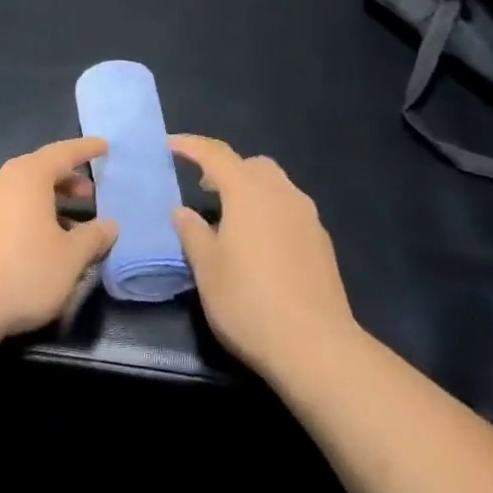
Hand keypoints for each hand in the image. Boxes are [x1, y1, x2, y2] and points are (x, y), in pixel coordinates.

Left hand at [0, 137, 119, 341]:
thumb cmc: (24, 271)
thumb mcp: (71, 257)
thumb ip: (94, 237)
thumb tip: (110, 225)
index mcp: (28, 176)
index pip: (62, 153)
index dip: (85, 150)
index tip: (104, 146)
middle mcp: (3, 180)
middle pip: (41, 169)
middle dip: (68, 178)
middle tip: (91, 194)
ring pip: (24, 190)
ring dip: (50, 199)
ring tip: (71, 223)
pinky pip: (10, 207)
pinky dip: (31, 213)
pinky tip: (42, 240)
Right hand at [168, 134, 360, 386]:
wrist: (316, 347)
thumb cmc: (249, 302)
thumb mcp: (206, 268)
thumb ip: (192, 233)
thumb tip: (182, 211)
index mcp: (248, 191)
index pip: (215, 154)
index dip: (190, 146)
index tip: (169, 146)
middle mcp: (281, 193)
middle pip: (252, 165)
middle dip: (226, 169)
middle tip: (203, 189)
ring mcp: (307, 217)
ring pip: (275, 186)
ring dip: (251, 191)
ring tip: (231, 219)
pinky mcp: (322, 243)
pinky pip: (290, 210)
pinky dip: (270, 213)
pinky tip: (260, 245)